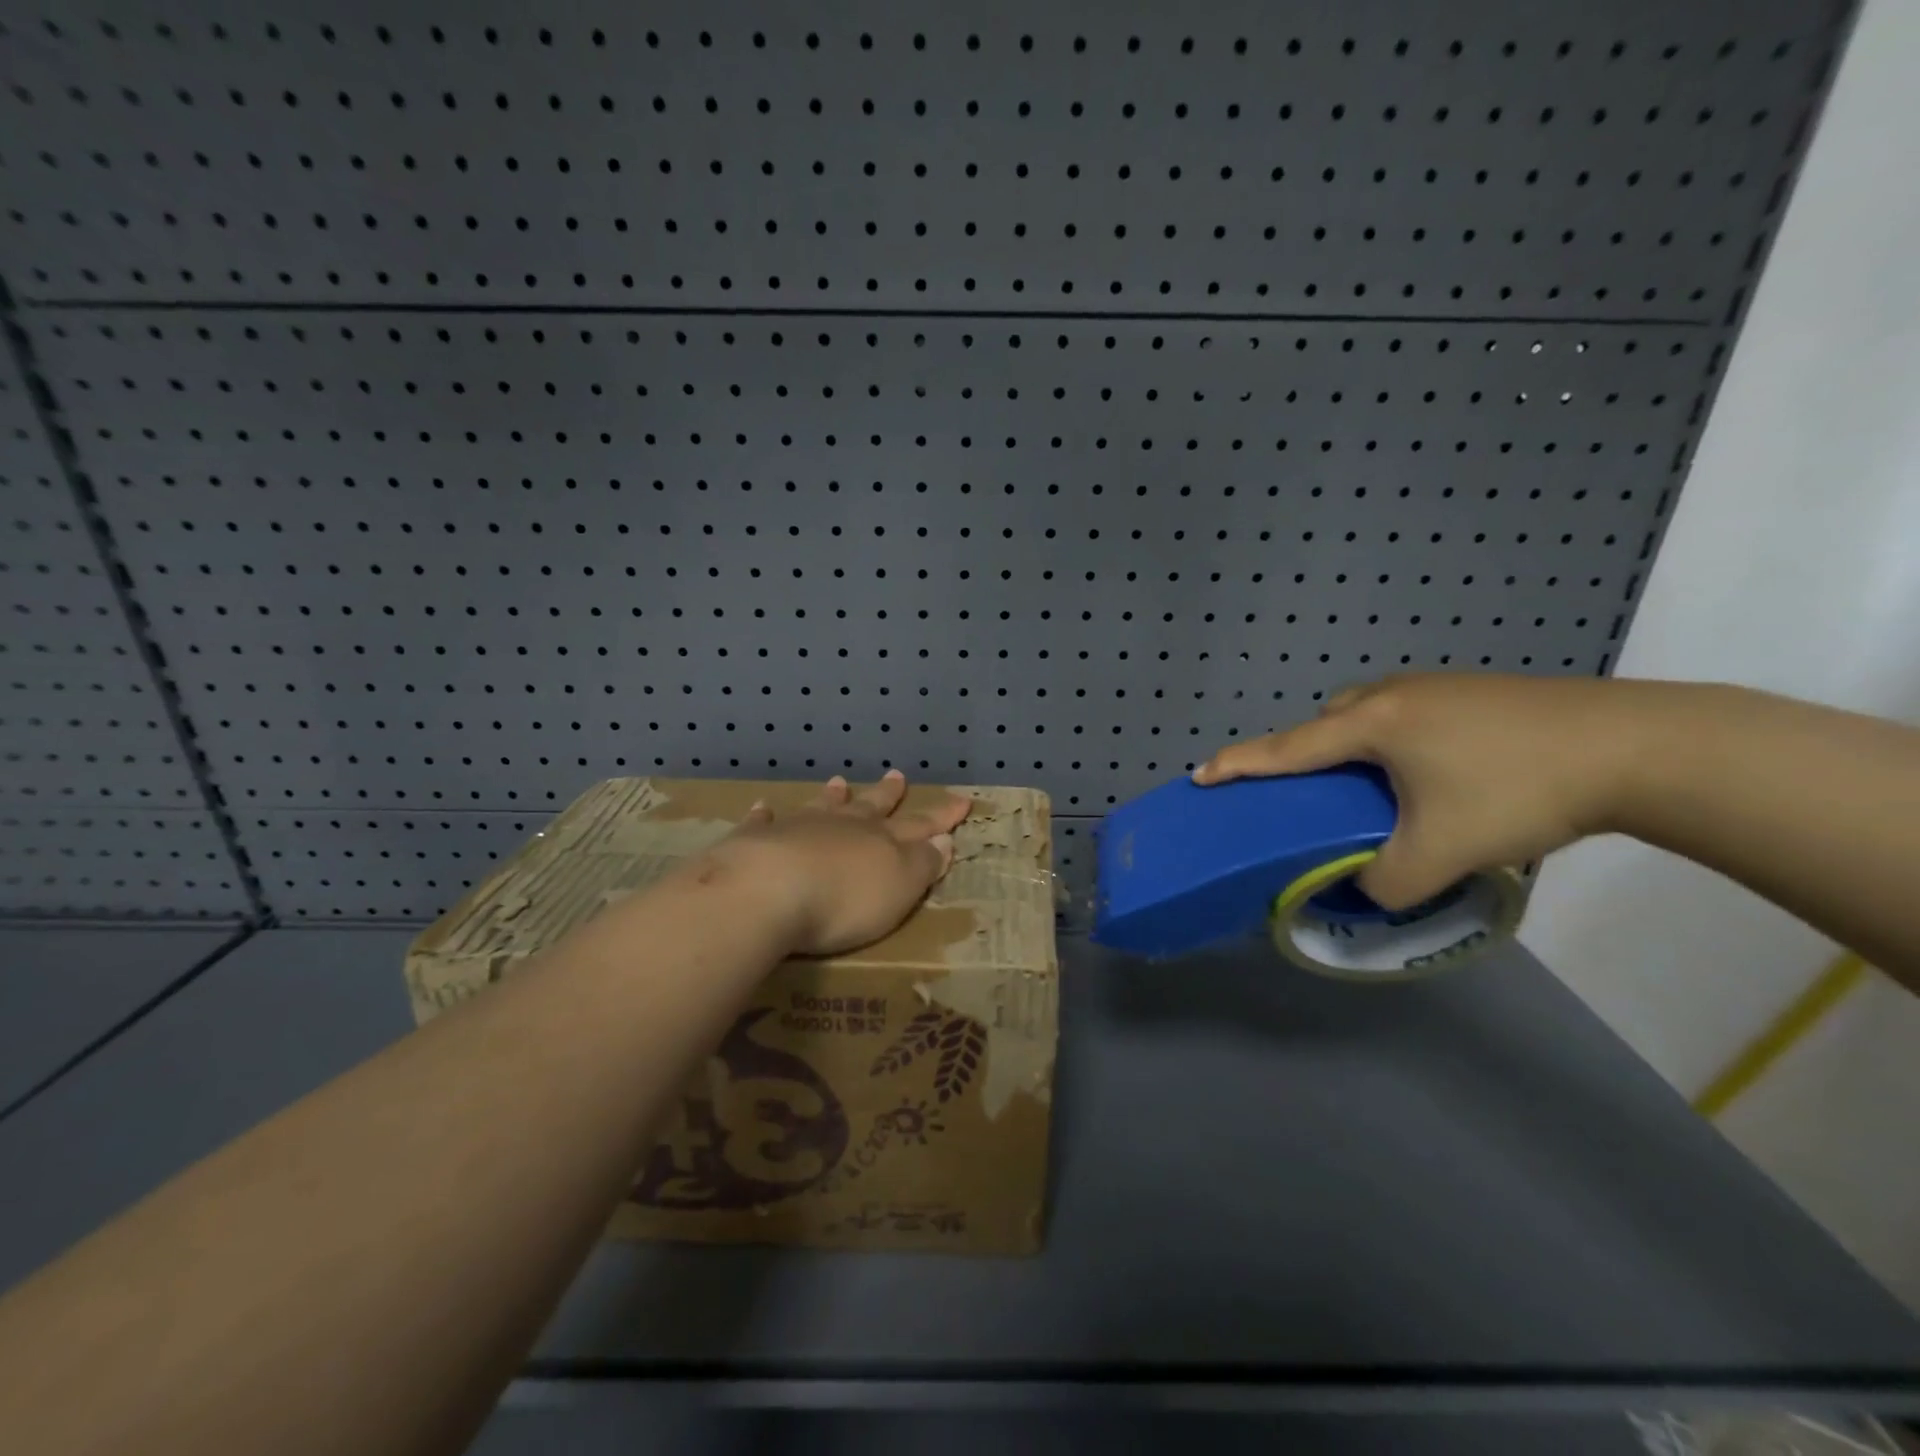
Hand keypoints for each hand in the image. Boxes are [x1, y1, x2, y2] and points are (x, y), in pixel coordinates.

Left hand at [715, 770, 972, 956]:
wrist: (769, 891)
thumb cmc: (845, 899)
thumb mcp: (900, 887)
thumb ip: (923, 864)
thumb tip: (944, 840)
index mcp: (882, 841)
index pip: (920, 825)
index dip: (942, 817)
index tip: (962, 800)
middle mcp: (843, 827)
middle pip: (870, 807)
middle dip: (887, 795)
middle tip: (897, 775)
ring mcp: (798, 829)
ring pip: (821, 807)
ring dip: (833, 796)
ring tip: (838, 781)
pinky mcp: (756, 841)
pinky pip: (763, 822)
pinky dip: (764, 815)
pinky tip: (762, 807)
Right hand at [1193, 673, 1650, 908]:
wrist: (1636, 745)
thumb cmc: (1519, 789)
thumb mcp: (1442, 852)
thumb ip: (1386, 882)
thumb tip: (1366, 890)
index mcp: (1371, 725)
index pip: (1287, 748)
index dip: (1240, 764)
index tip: (1200, 773)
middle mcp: (1391, 695)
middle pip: (1325, 723)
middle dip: (1304, 754)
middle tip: (1310, 796)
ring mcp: (1434, 688)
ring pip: (1366, 716)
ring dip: (1351, 747)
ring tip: (1370, 789)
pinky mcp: (1470, 693)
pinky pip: (1402, 716)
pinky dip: (1390, 743)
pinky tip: (1425, 774)